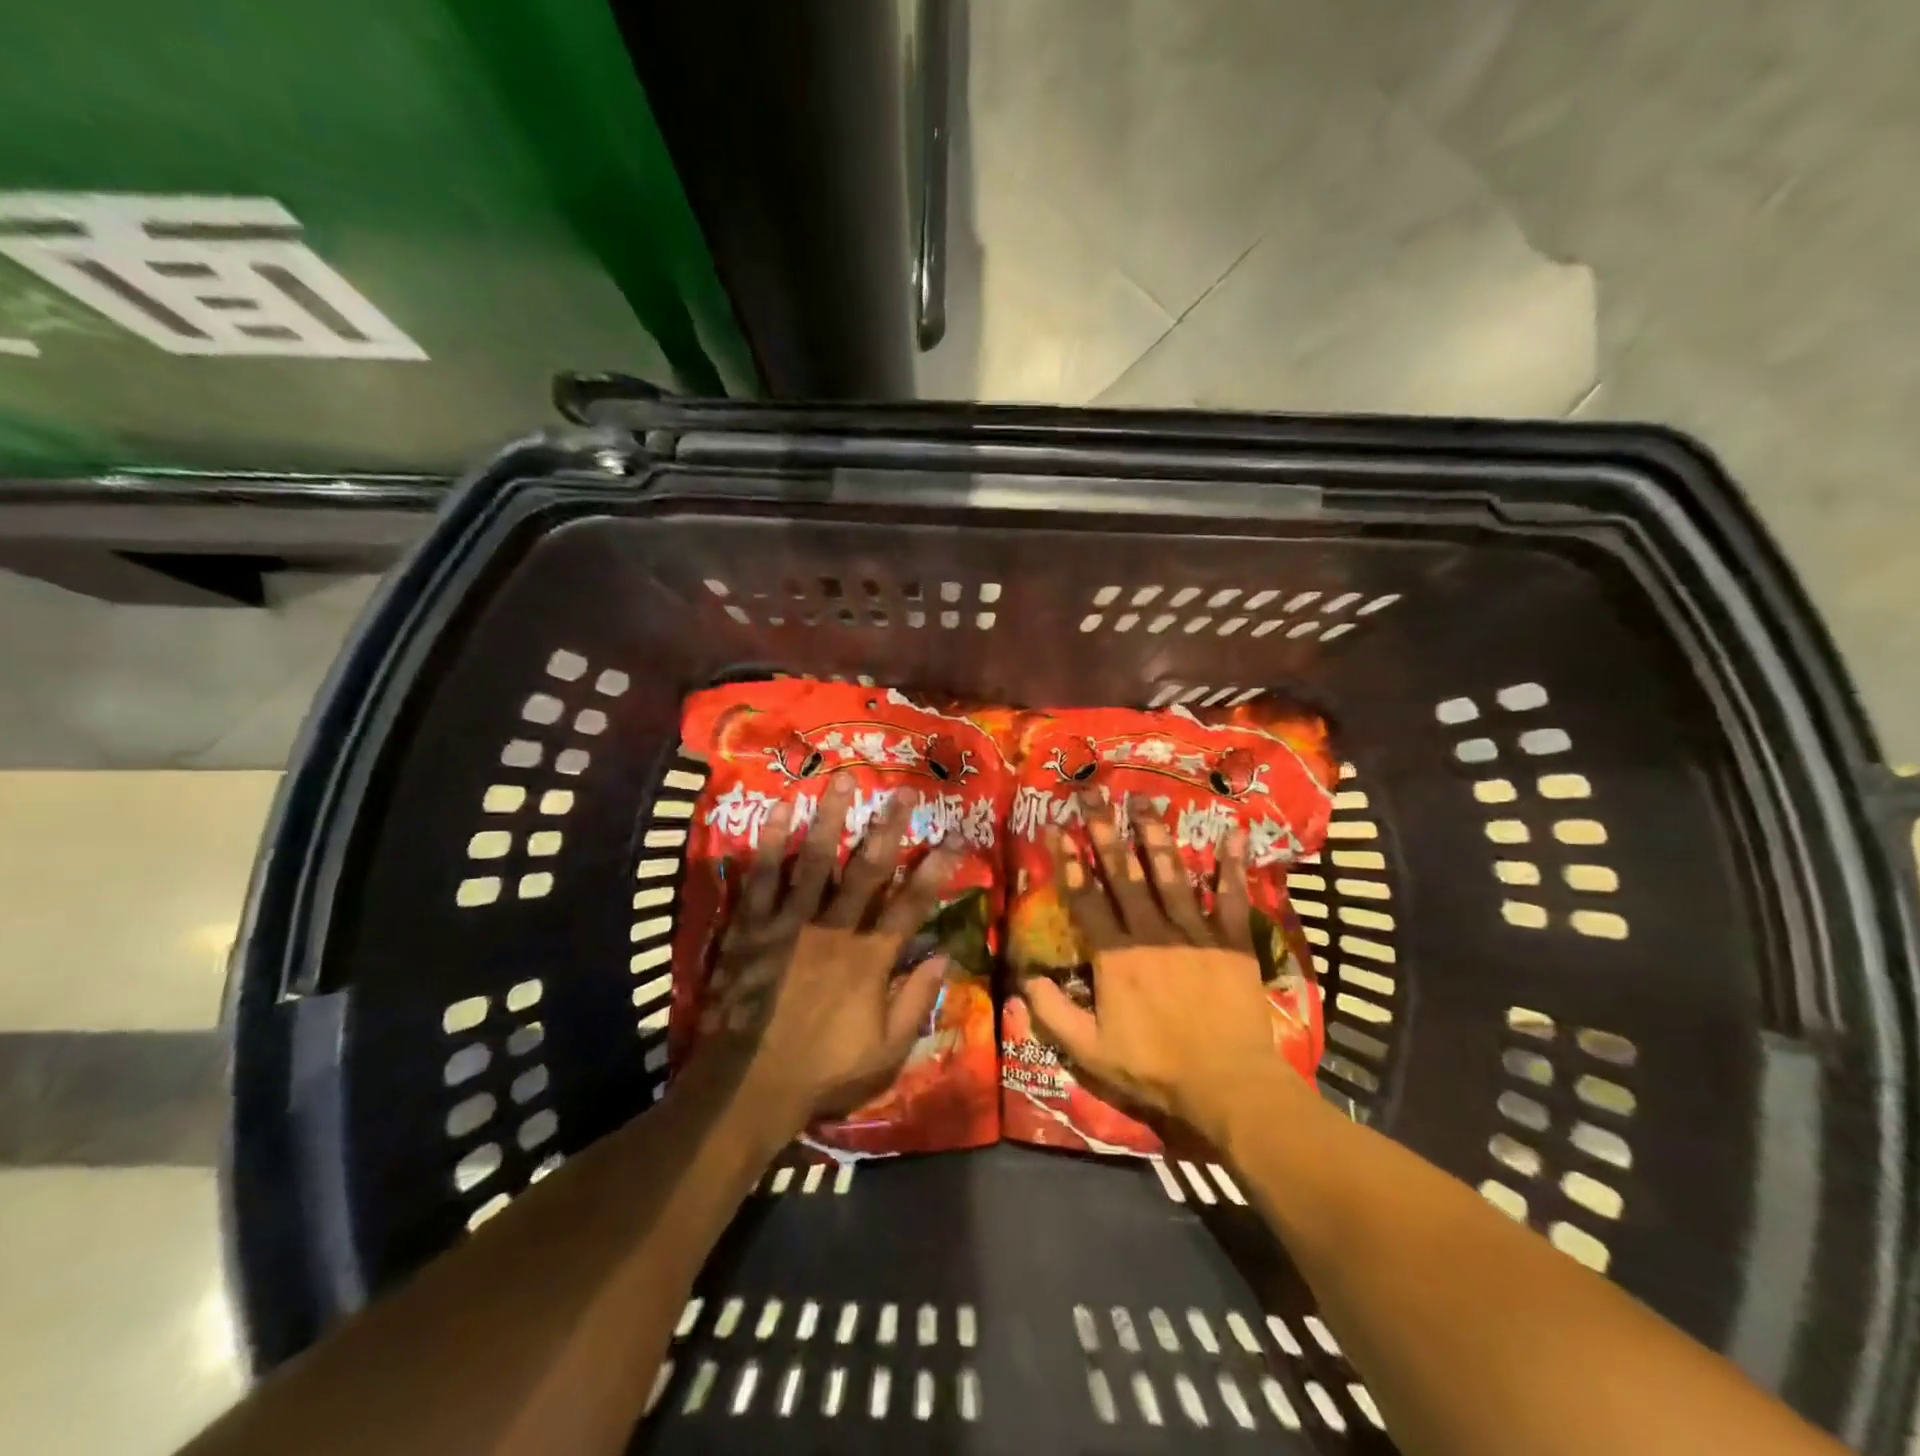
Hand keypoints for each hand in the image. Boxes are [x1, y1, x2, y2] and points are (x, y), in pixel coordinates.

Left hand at [699, 772, 962, 1139]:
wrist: (747, 1085)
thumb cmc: (822, 1070)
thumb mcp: (886, 1052)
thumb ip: (916, 1001)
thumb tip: (944, 956)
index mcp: (868, 960)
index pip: (909, 907)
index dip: (934, 873)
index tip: (953, 840)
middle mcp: (833, 931)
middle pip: (866, 871)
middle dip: (888, 829)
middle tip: (903, 791)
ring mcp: (789, 925)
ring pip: (814, 862)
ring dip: (831, 819)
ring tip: (843, 780)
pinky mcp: (752, 927)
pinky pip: (762, 879)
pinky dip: (770, 844)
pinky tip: (781, 810)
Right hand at [1019, 792, 1306, 1146]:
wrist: (1227, 1083)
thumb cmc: (1155, 1067)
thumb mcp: (1090, 1051)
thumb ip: (1053, 1013)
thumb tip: (1024, 979)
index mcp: (1116, 955)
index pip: (1086, 899)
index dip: (1070, 863)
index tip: (1059, 828)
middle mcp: (1151, 932)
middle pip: (1123, 873)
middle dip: (1105, 831)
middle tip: (1094, 794)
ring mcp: (1194, 932)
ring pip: (1170, 873)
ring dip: (1155, 834)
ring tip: (1144, 801)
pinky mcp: (1230, 940)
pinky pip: (1231, 896)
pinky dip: (1232, 865)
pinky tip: (1234, 833)